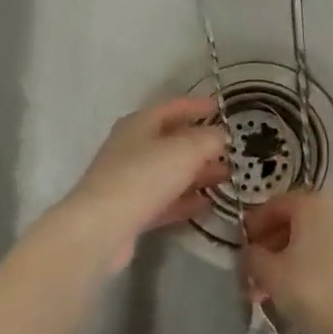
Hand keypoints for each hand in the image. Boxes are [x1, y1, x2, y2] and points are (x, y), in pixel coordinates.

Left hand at [55, 96, 229, 272]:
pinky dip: (185, 199)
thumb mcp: (185, 149)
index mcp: (139, 124)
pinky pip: (165, 200)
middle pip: (171, 141)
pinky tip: (207, 204)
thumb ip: (208, 138)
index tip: (221, 107)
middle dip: (201, 144)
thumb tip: (220, 135)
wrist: (102, 227)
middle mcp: (132, 148)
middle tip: (230, 149)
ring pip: (170, 172)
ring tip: (226, 176)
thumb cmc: (144, 176)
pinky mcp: (131, 211)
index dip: (197, 106)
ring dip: (197, 173)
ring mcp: (129, 181)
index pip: (173, 107)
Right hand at [240, 192, 332, 333]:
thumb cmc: (312, 288)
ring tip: (274, 288)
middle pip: (296, 222)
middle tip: (256, 272)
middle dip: (272, 246)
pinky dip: (314, 264)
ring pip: (315, 240)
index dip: (255, 224)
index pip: (275, 205)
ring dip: (291, 258)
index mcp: (312, 204)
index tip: (243, 246)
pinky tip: (301, 290)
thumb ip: (254, 257)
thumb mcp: (270, 273)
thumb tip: (252, 252)